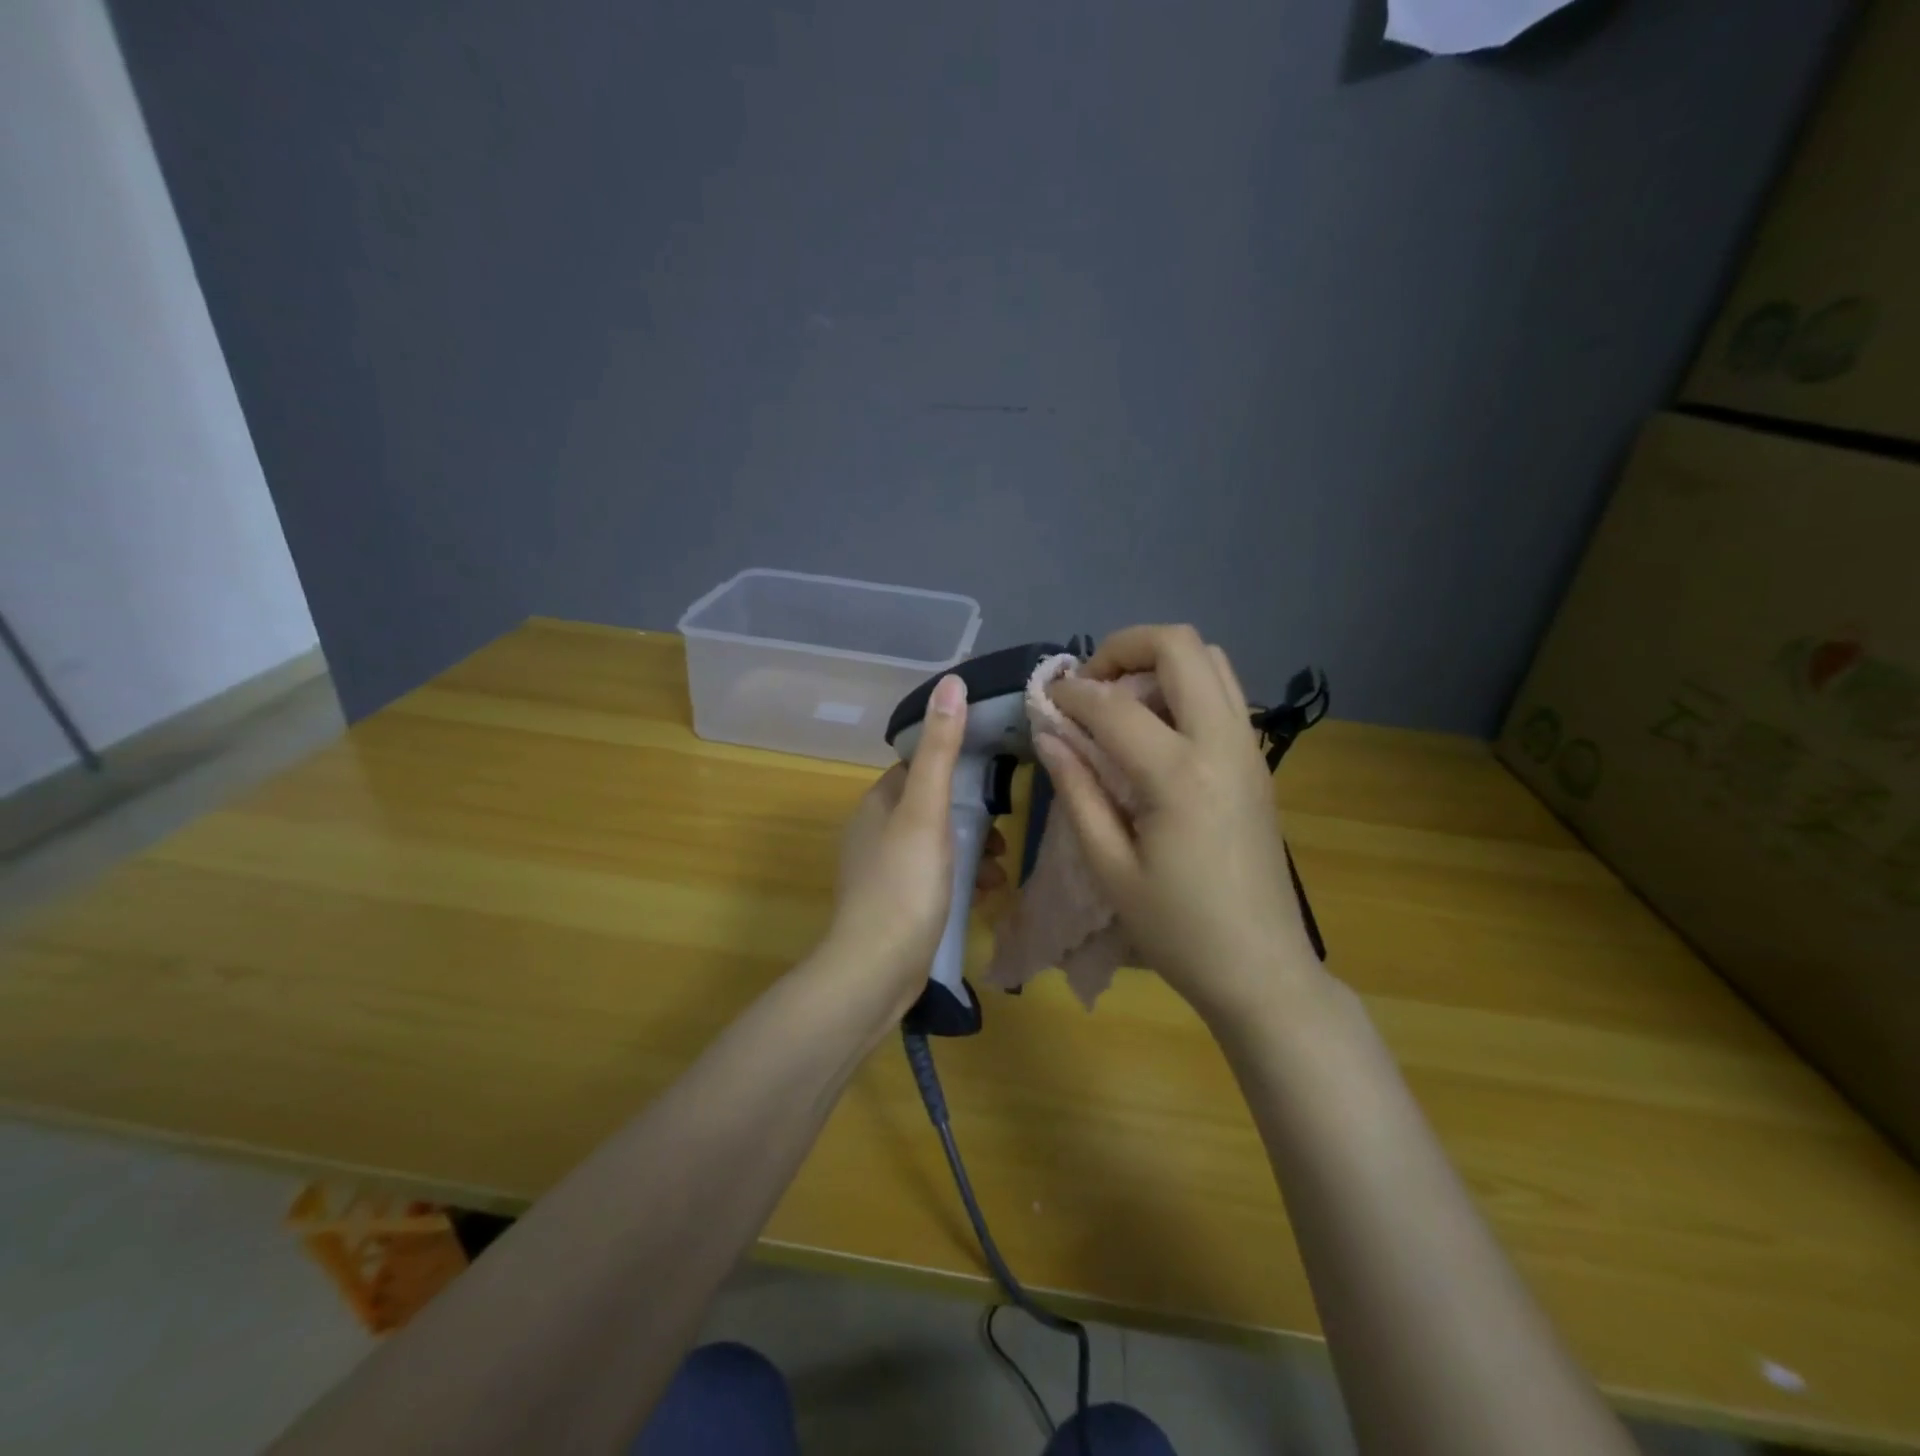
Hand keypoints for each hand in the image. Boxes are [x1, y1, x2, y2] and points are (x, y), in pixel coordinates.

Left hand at [827, 675, 1007, 1016]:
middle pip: (932, 806)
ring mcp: (883, 870)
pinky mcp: (895, 904)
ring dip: (970, 849)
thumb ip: (942, 750)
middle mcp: (874, 831)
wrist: (876, 970)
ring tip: (999, 866)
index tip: (993, 775)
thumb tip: (951, 682)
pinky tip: (985, 893)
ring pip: (936, 844)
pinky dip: (960, 877)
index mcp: (877, 803)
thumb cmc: (904, 883)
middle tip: (1002, 828)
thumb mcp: (927, 811)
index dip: (956, 766)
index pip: (919, 766)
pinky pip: (934, 877)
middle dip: (970, 815)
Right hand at [1038, 625, 1319, 1025]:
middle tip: (1089, 685)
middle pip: (1181, 645)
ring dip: (1159, 663)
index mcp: (1180, 775)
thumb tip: (1050, 734)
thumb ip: (1077, 791)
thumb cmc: (1178, 929)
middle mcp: (1223, 743)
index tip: (1044, 700)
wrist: (1263, 969)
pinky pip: (1224, 693)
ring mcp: (1249, 748)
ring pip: (1211, 660)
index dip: (1069, 694)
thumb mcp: (1110, 868)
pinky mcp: (1258, 762)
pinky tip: (1155, 729)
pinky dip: (1184, 686)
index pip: (1113, 706)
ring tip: (1120, 702)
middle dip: (1124, 647)